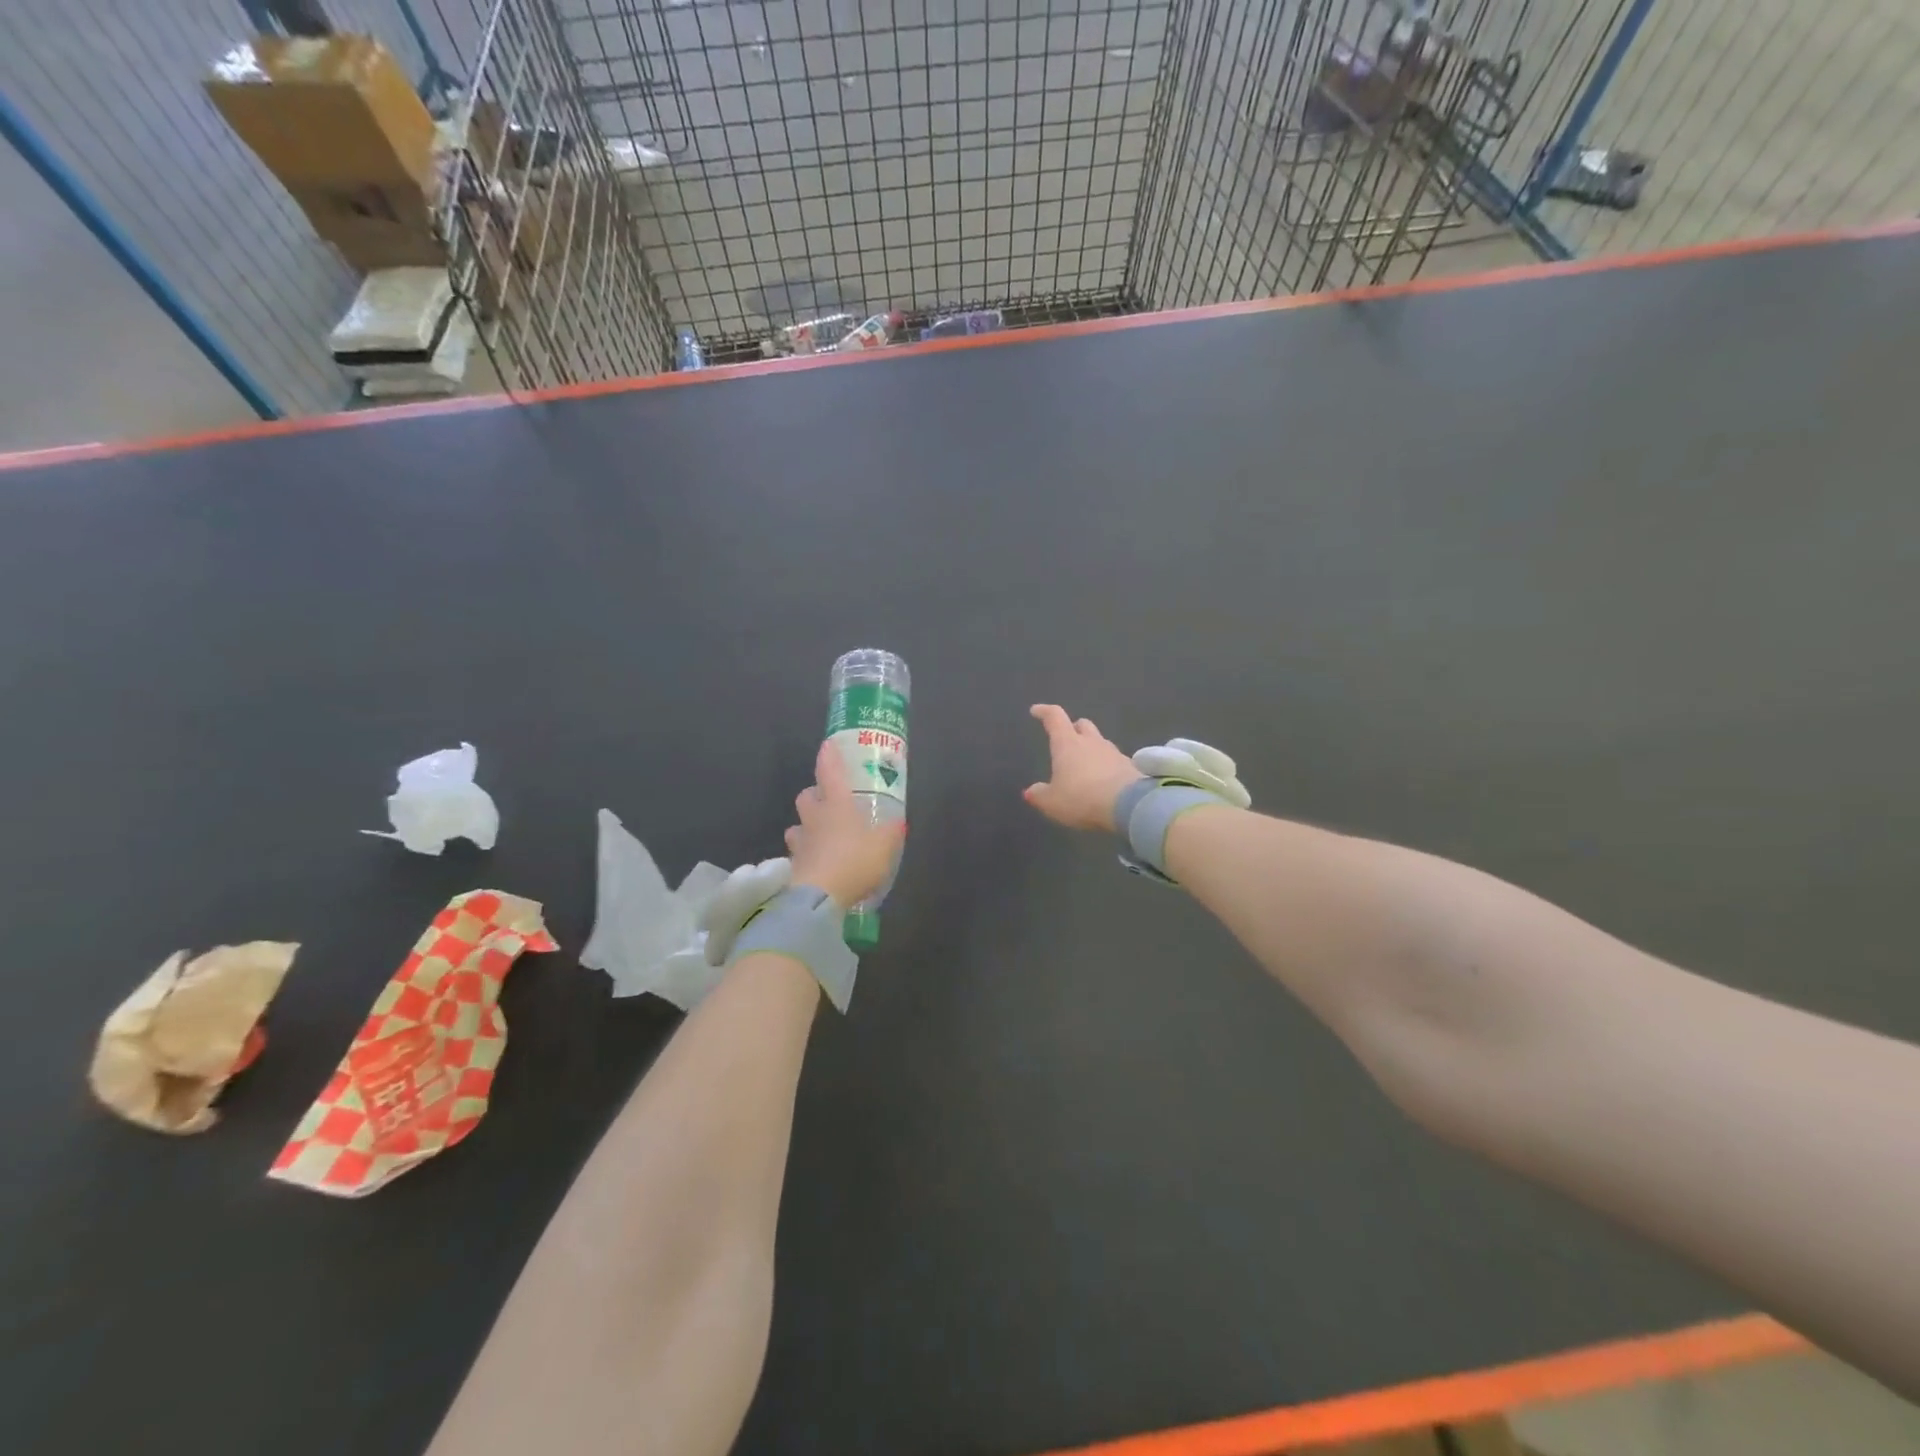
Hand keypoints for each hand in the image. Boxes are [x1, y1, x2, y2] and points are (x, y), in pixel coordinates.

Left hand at [785, 740, 904, 906]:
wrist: (818, 897)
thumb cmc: (854, 860)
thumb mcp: (884, 846)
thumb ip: (891, 832)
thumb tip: (897, 822)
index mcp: (836, 804)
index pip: (829, 772)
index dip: (829, 756)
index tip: (828, 744)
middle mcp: (814, 818)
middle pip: (806, 796)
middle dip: (814, 795)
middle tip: (828, 801)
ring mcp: (800, 843)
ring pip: (797, 826)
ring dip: (806, 827)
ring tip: (821, 837)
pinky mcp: (792, 867)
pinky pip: (797, 855)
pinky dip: (805, 857)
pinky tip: (817, 866)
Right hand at [1023, 704, 1144, 831]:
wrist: (1130, 806)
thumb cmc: (1082, 798)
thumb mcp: (1052, 802)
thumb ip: (1039, 795)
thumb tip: (1031, 791)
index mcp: (1067, 744)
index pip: (1055, 717)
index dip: (1044, 711)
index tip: (1036, 710)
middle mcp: (1091, 742)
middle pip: (1083, 725)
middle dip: (1074, 729)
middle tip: (1067, 740)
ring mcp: (1114, 753)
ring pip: (1101, 742)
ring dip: (1092, 749)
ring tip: (1086, 766)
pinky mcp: (1131, 767)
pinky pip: (1115, 761)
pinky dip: (1108, 767)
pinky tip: (1105, 782)